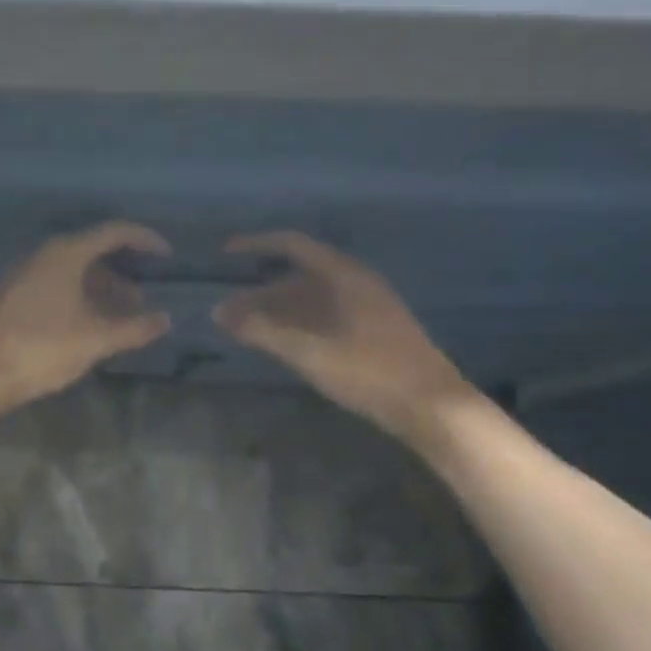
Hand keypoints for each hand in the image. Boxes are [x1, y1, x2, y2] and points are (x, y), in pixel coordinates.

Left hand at [0, 221, 173, 404]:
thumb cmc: (41, 350)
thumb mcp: (95, 341)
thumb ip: (134, 328)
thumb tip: (164, 320)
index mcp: (65, 254)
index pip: (114, 232)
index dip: (145, 240)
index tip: (167, 257)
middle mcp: (42, 256)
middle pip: (92, 252)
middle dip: (122, 275)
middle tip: (142, 302)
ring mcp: (23, 275)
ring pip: (72, 273)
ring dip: (100, 290)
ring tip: (119, 321)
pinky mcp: (11, 297)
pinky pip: (54, 286)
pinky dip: (78, 298)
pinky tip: (86, 327)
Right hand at [213, 231, 477, 445]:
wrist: (430, 405)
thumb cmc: (369, 371)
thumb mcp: (309, 352)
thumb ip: (263, 331)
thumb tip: (220, 313)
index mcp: (344, 275)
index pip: (292, 245)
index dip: (256, 245)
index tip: (225, 254)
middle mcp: (355, 283)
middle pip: (298, 276)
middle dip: (259, 292)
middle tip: (227, 312)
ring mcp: (366, 307)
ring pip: (311, 299)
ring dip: (276, 311)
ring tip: (245, 331)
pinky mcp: (371, 331)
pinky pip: (324, 316)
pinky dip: (296, 324)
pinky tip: (280, 344)